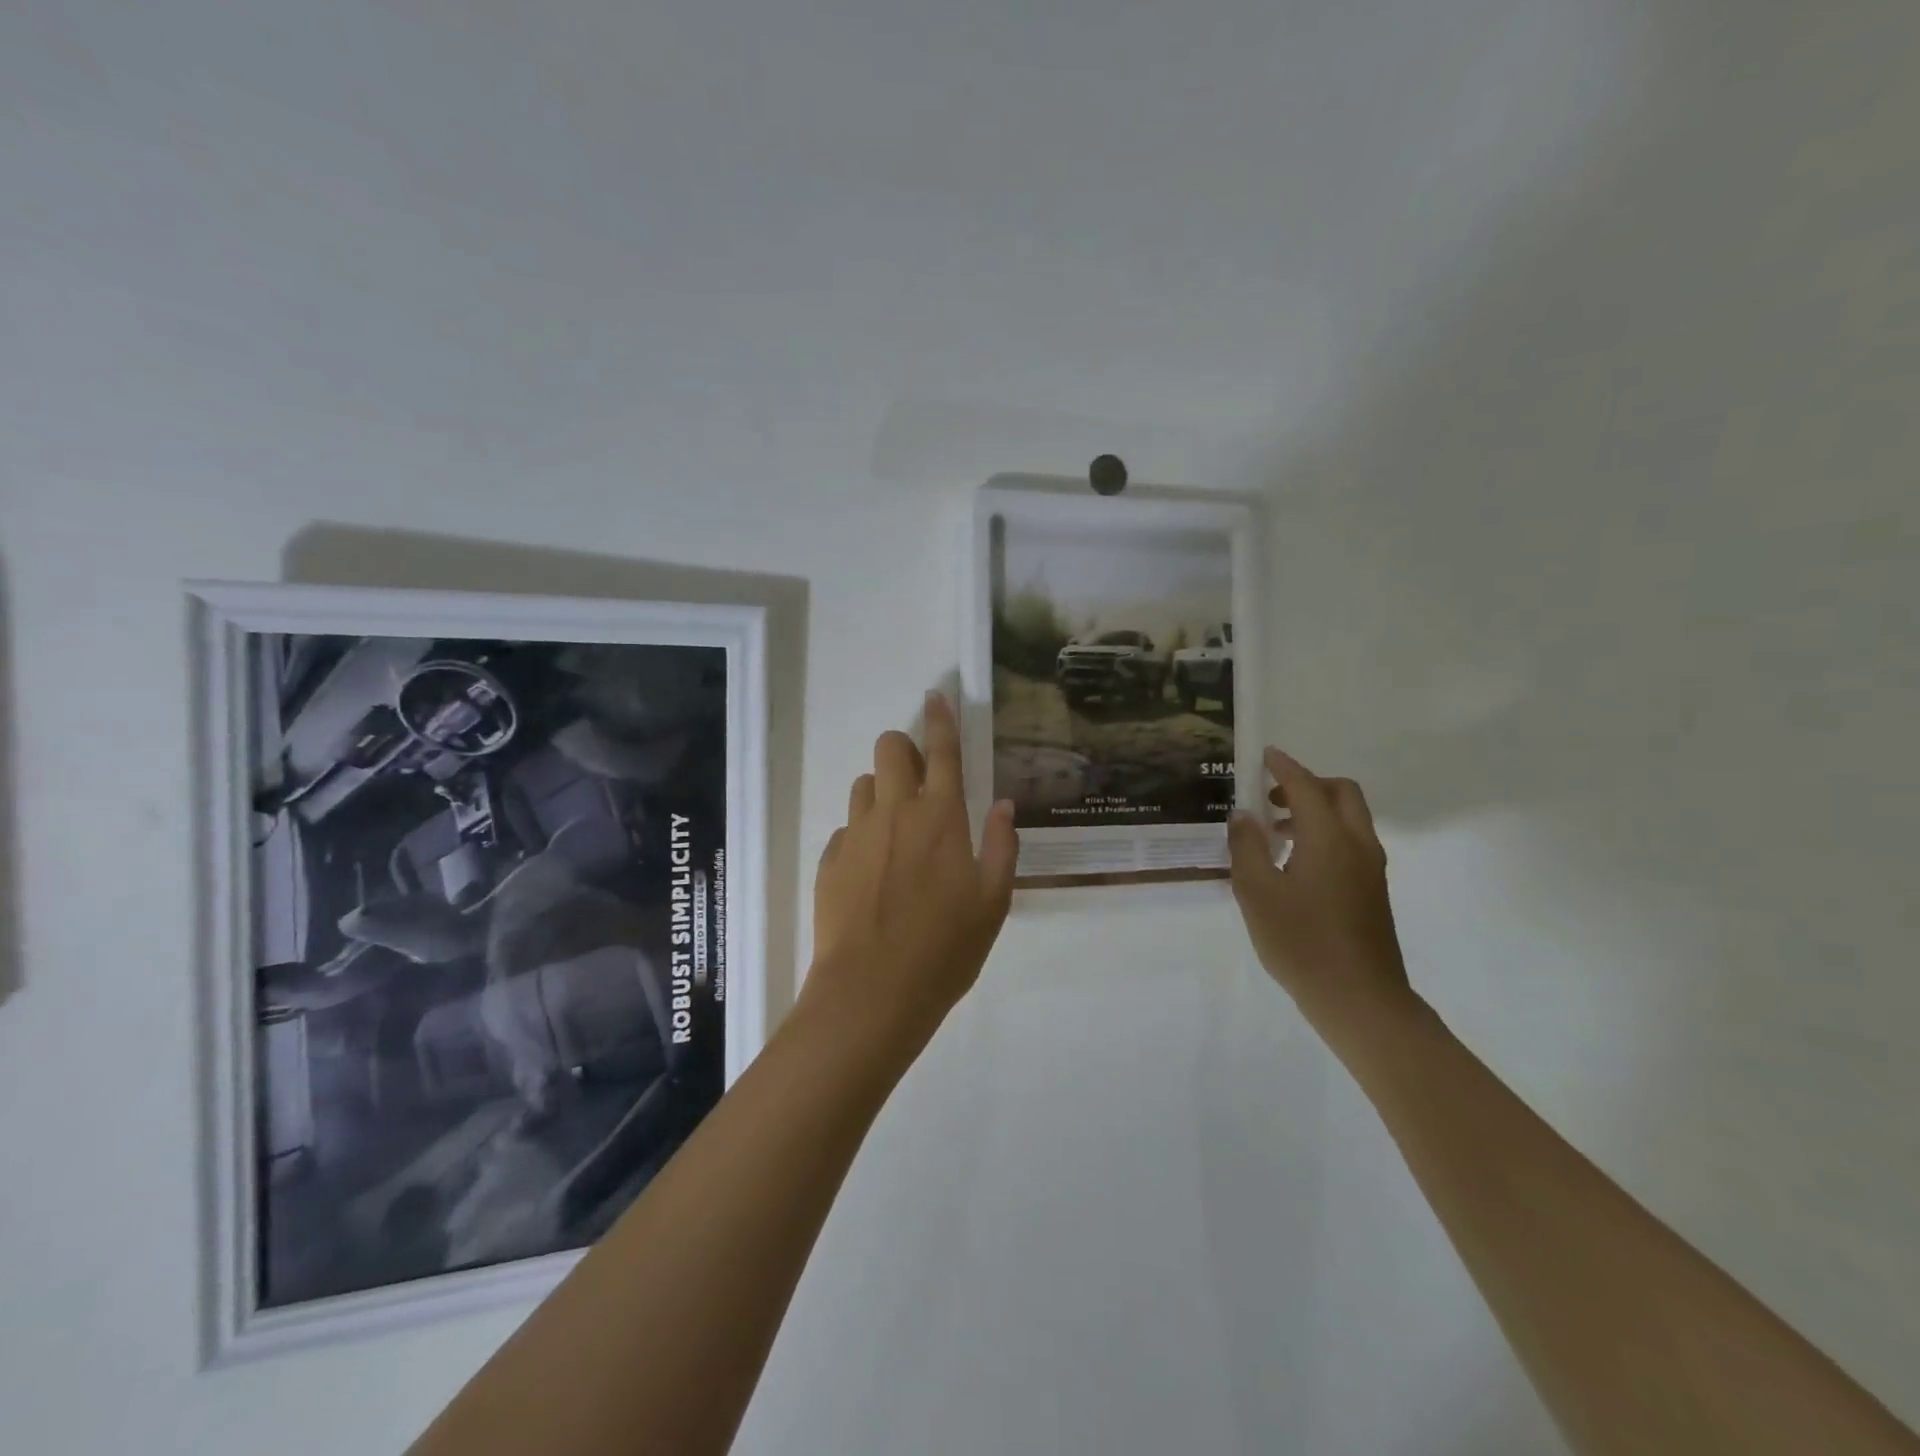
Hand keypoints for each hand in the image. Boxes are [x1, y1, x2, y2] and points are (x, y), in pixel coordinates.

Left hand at [804, 691, 1017, 1058]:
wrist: (872, 992)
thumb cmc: (945, 948)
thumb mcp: (993, 902)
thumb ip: (1000, 846)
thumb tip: (1001, 804)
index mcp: (941, 816)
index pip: (942, 750)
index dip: (942, 718)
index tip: (937, 696)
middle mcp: (895, 812)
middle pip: (889, 749)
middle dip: (903, 749)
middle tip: (919, 782)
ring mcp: (856, 834)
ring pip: (863, 785)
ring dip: (881, 792)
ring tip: (897, 833)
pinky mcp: (829, 860)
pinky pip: (846, 829)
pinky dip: (861, 836)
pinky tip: (872, 873)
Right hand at [1227, 747, 1412, 1036]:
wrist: (1359, 999)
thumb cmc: (1301, 942)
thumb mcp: (1256, 892)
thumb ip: (1247, 848)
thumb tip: (1244, 816)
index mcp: (1329, 839)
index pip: (1307, 787)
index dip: (1284, 767)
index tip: (1265, 755)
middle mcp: (1358, 845)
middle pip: (1341, 793)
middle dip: (1308, 784)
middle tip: (1271, 796)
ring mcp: (1371, 869)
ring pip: (1350, 819)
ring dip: (1316, 810)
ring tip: (1276, 831)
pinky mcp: (1373, 891)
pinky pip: (1351, 842)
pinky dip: (1325, 833)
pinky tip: (1295, 863)